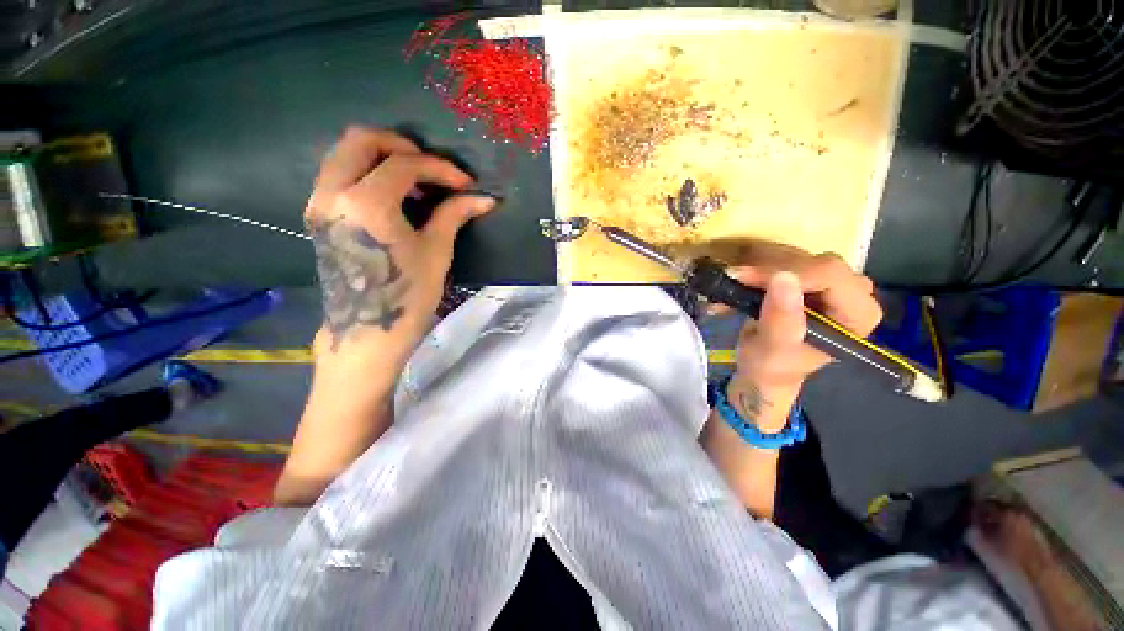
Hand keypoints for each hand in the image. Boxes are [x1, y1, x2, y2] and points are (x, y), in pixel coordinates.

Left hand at [305, 127, 495, 353]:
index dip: (440, 168)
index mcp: (367, 204)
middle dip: (401, 145)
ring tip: (414, 181)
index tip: (465, 183)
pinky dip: (366, 172)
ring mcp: (319, 203)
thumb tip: (485, 198)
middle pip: (361, 140)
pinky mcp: (317, 215)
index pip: (404, 165)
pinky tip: (392, 195)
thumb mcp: (436, 251)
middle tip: (430, 167)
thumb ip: (454, 214)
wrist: (368, 331)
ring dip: (382, 157)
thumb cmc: (407, 295)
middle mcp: (333, 194)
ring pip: (344, 154)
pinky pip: (338, 174)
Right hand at [724, 251, 881, 430]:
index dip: (788, 272)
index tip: (746, 279)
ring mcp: (832, 285)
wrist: (762, 370)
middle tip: (734, 281)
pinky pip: (785, 262)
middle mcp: (853, 295)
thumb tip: (783, 277)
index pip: (831, 275)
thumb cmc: (771, 367)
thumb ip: (781, 319)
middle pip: (814, 263)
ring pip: (797, 258)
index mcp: (858, 315)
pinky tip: (737, 285)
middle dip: (770, 271)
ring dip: (758, 271)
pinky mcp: (810, 280)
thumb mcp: (773, 350)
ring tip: (730, 286)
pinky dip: (757, 272)